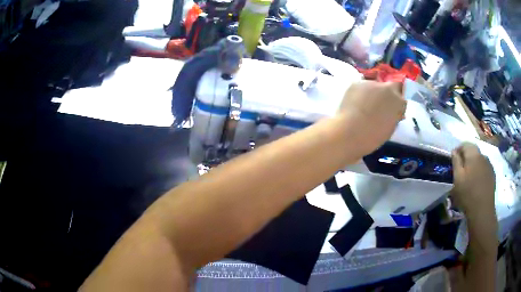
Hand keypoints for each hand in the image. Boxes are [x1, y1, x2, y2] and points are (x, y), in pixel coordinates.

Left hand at [337, 81, 405, 155]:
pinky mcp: (357, 83)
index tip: (392, 107)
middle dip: (387, 94)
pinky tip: (354, 103)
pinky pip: (361, 86)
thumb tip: (394, 112)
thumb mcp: (391, 127)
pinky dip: (360, 93)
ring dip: (373, 92)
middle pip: (390, 86)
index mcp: (398, 101)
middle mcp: (387, 88)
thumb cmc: (374, 136)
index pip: (402, 96)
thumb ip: (394, 115)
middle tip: (379, 104)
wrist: (351, 132)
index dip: (397, 100)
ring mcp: (371, 83)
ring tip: (364, 105)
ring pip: (375, 85)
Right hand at [451, 143, 496, 240]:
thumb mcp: (457, 179)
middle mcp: (483, 156)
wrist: (482, 210)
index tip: (454, 159)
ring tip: (470, 177)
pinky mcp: (493, 175)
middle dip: (467, 157)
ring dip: (474, 164)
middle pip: (473, 151)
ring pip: (480, 159)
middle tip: (461, 170)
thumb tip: (454, 151)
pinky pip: (485, 168)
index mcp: (473, 155)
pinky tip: (477, 182)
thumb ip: (456, 162)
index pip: (465, 144)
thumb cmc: (467, 194)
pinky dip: (480, 171)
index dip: (458, 149)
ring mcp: (489, 165)